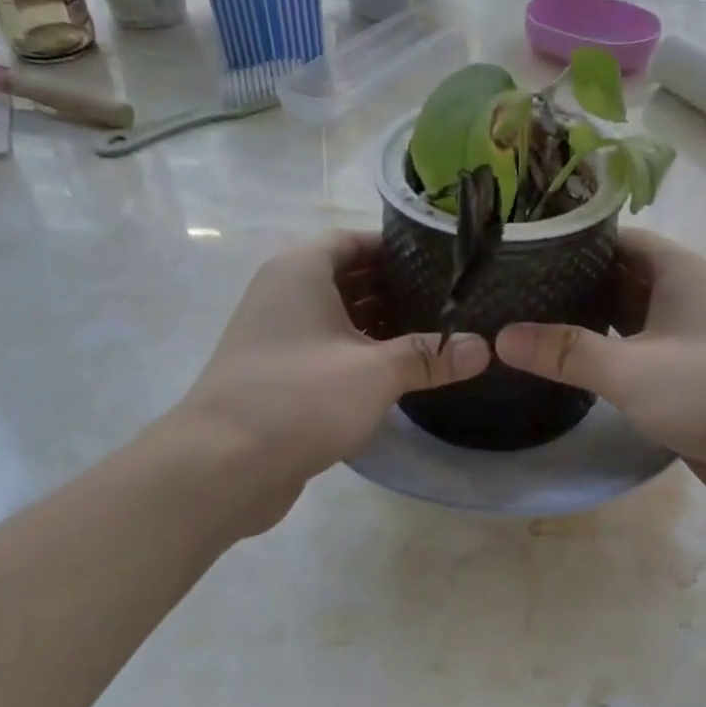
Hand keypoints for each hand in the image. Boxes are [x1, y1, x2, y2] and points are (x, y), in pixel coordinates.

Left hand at [169, 231, 488, 531]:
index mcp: (300, 271)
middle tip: (449, 302)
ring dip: (379, 325)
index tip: (443, 264)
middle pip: (347, 277)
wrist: (222, 466)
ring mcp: (276, 336)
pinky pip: (326, 350)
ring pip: (337, 318)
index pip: (353, 240)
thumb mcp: (376, 373)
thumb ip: (430, 356)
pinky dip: (358, 354)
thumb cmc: (300, 398)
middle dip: (395, 289)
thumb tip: (483, 348)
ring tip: (433, 336)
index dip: (397, 248)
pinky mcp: (277, 375)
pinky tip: (396, 373)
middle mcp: (283, 293)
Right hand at [495, 230, 705, 516]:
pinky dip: (603, 361)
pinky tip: (565, 370)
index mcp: (678, 272)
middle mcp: (683, 298)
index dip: (568, 241)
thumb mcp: (632, 368)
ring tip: (523, 328)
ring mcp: (686, 342)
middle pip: (615, 280)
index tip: (516, 251)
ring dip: (583, 327)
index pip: (614, 239)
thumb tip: (501, 336)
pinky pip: (635, 359)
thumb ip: (566, 352)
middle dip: (567, 286)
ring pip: (624, 322)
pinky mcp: (686, 382)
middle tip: (507, 295)